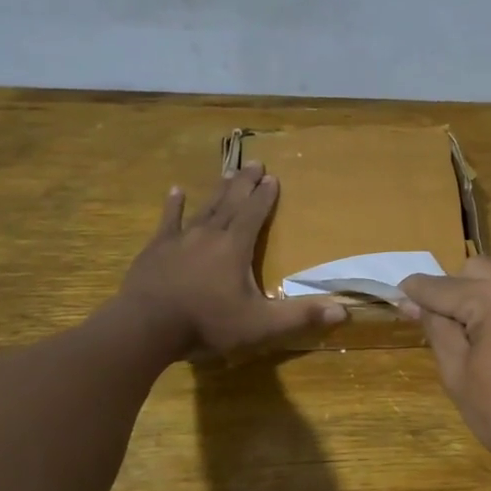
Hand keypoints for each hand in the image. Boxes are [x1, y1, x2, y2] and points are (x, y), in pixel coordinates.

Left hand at [116, 165, 344, 359]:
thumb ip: (300, 316)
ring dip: (218, 190)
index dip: (265, 196)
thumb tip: (343, 310)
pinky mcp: (156, 249)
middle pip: (231, 202)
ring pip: (204, 207)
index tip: (274, 178)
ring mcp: (179, 239)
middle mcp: (209, 234)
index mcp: (235, 248)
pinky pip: (168, 221)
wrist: (146, 327)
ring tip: (228, 172)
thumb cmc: (207, 324)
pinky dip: (174, 205)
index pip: (254, 214)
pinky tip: (176, 191)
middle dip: (245, 183)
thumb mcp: (260, 325)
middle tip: (255, 163)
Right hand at [399, 256, 490, 488]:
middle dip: (454, 291)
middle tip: (446, 330)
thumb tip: (414, 301)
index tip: (398, 298)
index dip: (415, 293)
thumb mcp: (458, 374)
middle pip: (475, 270)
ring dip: (483, 295)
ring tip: (479, 337)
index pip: (442, 286)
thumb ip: (436, 328)